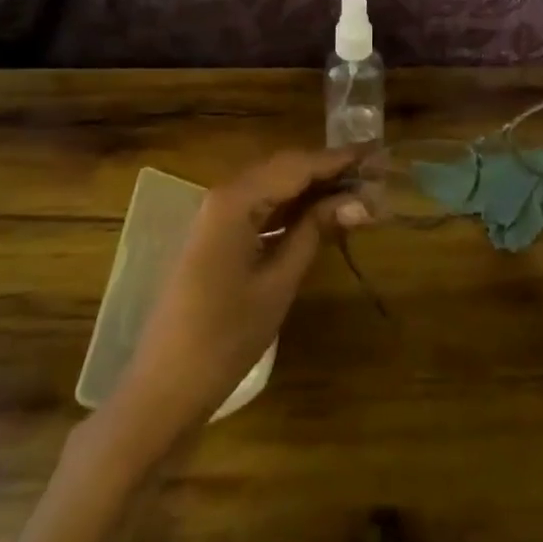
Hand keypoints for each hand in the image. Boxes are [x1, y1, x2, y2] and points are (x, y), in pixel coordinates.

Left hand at [105, 149, 367, 459]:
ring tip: (357, 192)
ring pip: (274, 186)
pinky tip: (320, 214)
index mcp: (236, 200)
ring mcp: (216, 216)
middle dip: (329, 170)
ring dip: (313, 188)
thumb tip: (359, 200)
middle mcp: (224, 196)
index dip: (339, 159)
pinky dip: (292, 207)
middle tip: (373, 174)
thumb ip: (315, 231)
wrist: (164, 388)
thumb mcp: (278, 282)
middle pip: (285, 169)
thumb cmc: (225, 338)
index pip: (298, 165)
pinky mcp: (216, 237)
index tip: (378, 153)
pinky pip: (261, 208)